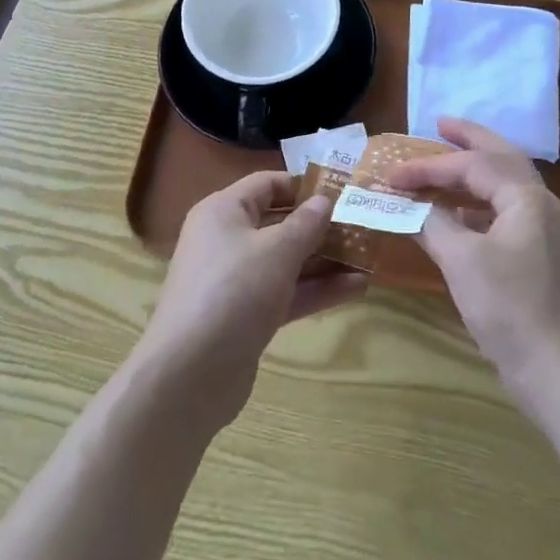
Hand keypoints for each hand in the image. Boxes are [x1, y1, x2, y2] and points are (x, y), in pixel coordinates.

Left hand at [136, 171, 366, 431]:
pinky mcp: (246, 317)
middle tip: (363, 224)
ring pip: (286, 261)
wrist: (189, 375)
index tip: (343, 190)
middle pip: (279, 223)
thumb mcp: (277, 250)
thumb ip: (306, 223)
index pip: (267, 184)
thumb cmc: (234, 291)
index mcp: (224, 211)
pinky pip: (286, 293)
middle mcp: (227, 240)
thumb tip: (324, 200)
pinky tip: (356, 289)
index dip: (303, 184)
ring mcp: (236, 281)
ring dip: (325, 260)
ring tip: (369, 257)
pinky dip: (316, 290)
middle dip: (320, 225)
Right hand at [390, 118, 559, 407]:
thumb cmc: (509, 308)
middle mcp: (540, 205)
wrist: (558, 371)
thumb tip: (410, 206)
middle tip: (440, 124)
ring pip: (505, 186)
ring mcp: (543, 232)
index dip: (429, 166)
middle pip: (502, 158)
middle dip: (470, 139)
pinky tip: (457, 217)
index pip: (472, 165)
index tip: (392, 174)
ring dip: (474, 171)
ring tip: (445, 163)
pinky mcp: (537, 258)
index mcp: (526, 198)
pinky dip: (477, 206)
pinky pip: (504, 213)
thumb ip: (434, 224)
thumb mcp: (462, 261)